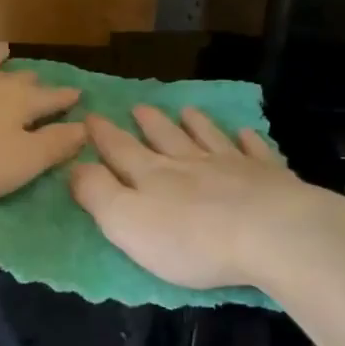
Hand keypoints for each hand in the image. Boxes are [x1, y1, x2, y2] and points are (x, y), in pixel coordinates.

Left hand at [0, 43, 86, 201]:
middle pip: (19, 78)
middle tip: (40, 79)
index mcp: (21, 102)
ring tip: (4, 49)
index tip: (79, 95)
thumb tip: (85, 127)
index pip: (52, 99)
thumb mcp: (22, 162)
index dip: (67, 99)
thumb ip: (56, 145)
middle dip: (33, 79)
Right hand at [68, 104, 333, 290]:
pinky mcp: (269, 177)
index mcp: (153, 176)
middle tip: (140, 107)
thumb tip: (75, 166)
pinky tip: (245, 133)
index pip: (121, 150)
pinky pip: (255, 151)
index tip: (91, 116)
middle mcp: (190, 163)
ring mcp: (233, 166)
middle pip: (165, 138)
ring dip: (195, 124)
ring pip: (208, 138)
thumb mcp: (127, 223)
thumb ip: (98, 194)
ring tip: (187, 110)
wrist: (269, 234)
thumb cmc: (191, 239)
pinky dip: (247, 140)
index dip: (103, 135)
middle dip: (149, 124)